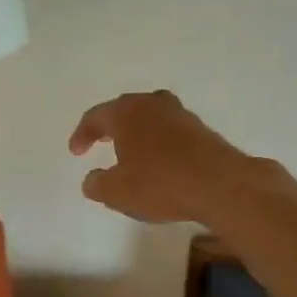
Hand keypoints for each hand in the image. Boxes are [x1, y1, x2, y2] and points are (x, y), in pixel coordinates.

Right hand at [67, 90, 254, 223]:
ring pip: (151, 117)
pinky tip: (160, 162)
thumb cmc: (160, 184)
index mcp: (126, 112)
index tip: (76, 152)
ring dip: (138, 132)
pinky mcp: (202, 130)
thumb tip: (92, 180)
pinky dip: (160, 142)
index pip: (95, 117)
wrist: (221, 186)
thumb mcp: (116, 192)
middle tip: (100, 141)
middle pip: (125, 109)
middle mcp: (153, 105)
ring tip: (131, 151)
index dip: (82, 134)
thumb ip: (97, 184)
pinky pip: (171, 131)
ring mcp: (181, 115)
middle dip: (110, 126)